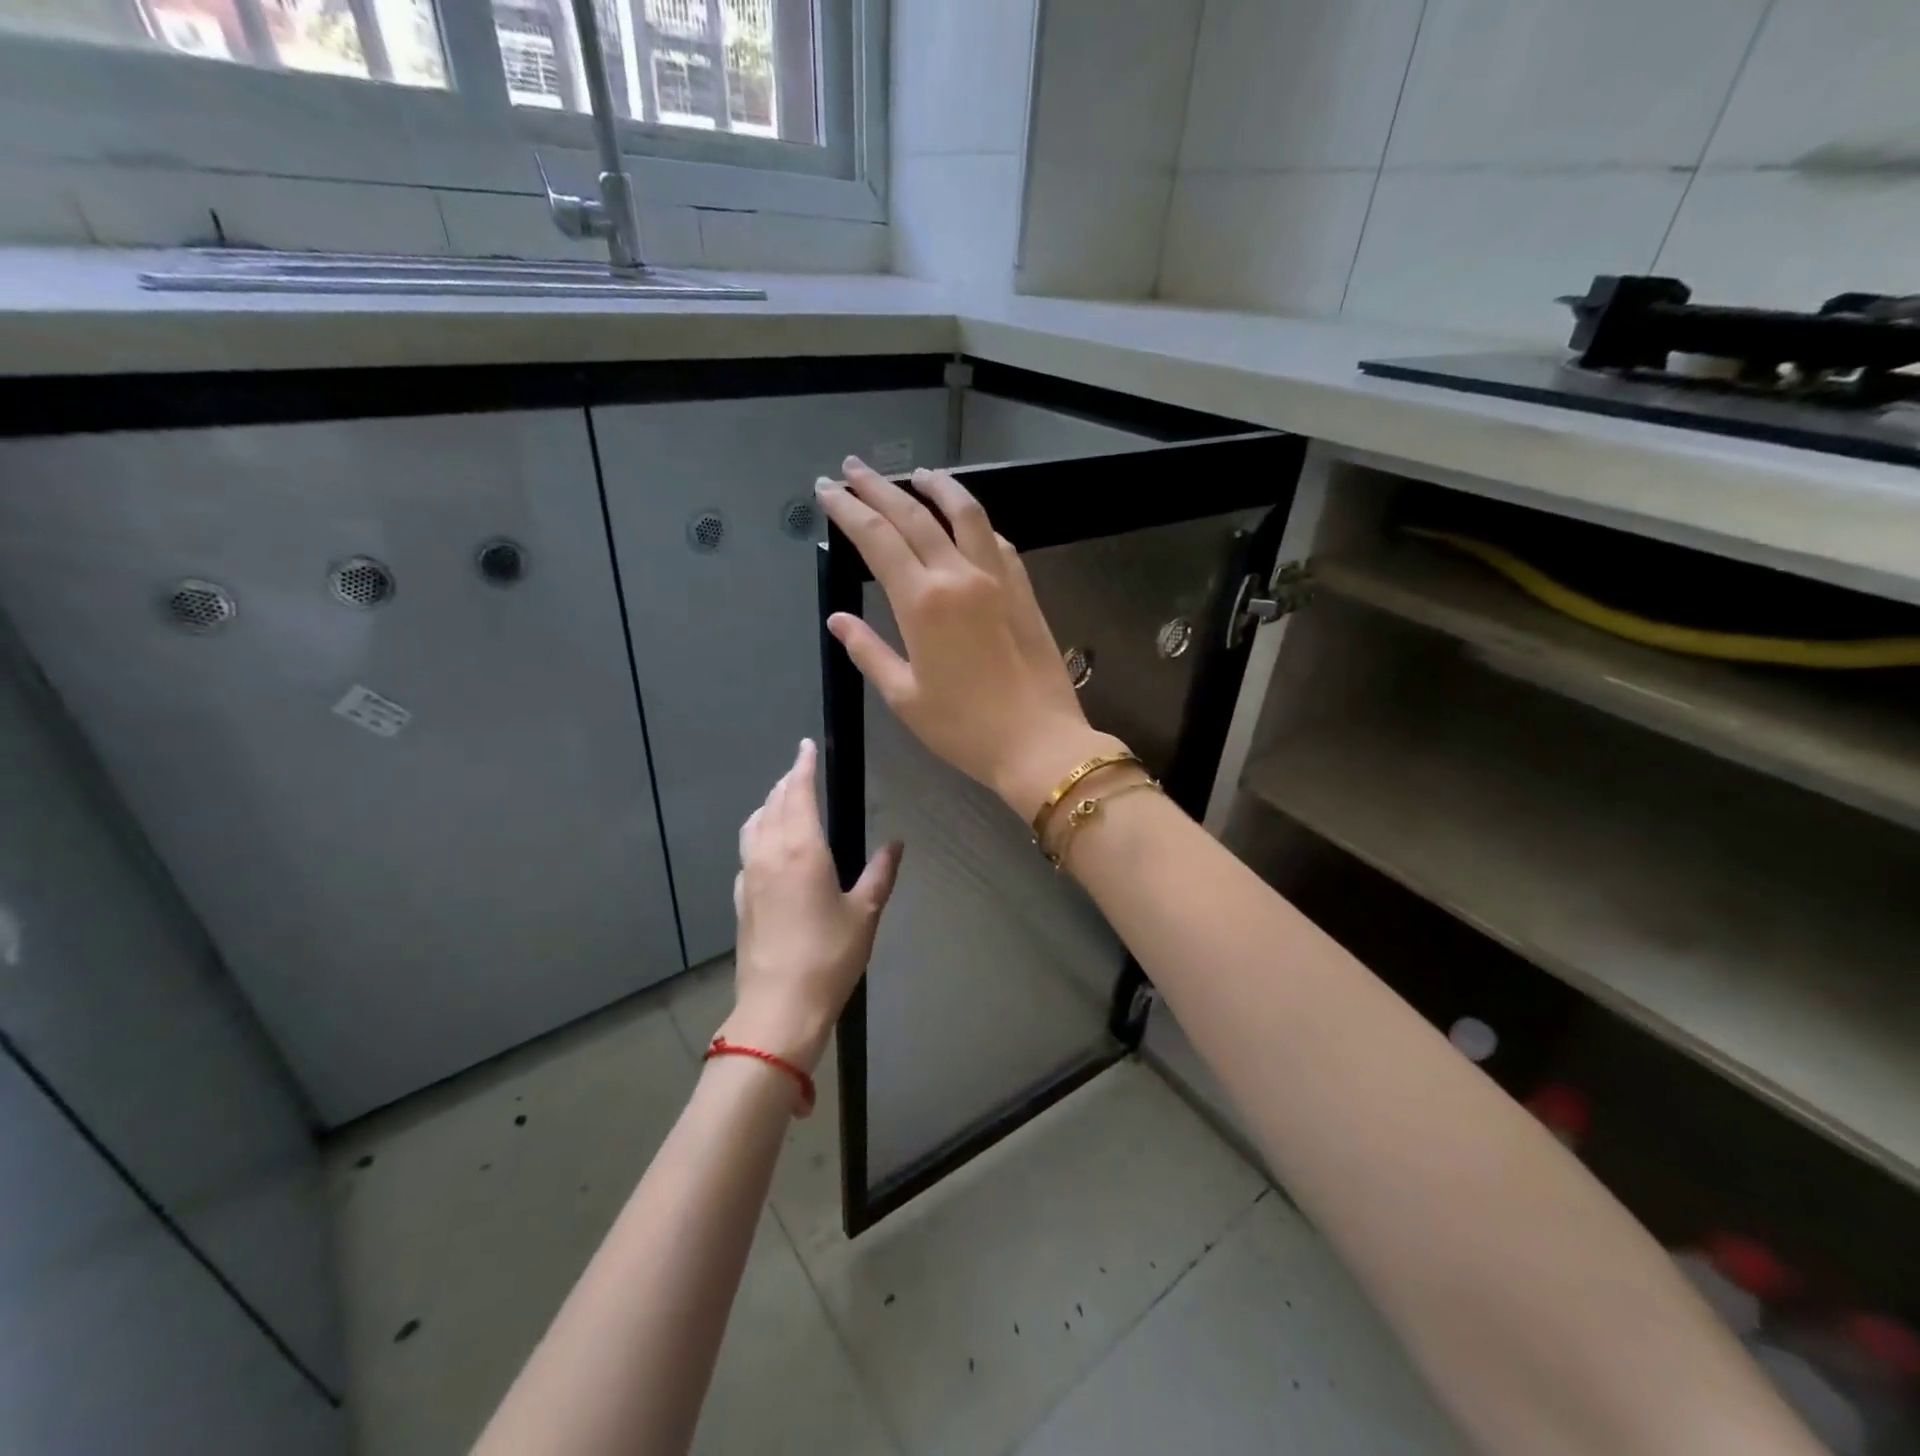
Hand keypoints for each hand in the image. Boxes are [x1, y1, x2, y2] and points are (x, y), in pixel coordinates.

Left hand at [720, 738, 901, 1073]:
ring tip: (782, 799)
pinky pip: (747, 851)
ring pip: (754, 825)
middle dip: (787, 782)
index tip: (806, 746)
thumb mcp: (865, 913)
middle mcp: (770, 854)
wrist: (779, 1006)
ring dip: (768, 805)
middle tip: (800, 769)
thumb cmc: (829, 956)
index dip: (803, 767)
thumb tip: (896, 844)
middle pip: (774, 804)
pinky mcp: (740, 899)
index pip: (799, 793)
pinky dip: (758, 834)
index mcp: (802, 850)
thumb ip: (880, 874)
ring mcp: (749, 876)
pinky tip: (768, 847)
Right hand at [816, 456, 1123, 818]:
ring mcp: (997, 579)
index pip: (876, 539)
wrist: (1038, 743)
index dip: (847, 509)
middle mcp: (958, 576)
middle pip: (913, 516)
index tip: (827, 490)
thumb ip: (868, 651)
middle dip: (878, 488)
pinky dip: (975, 521)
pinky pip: (996, 541)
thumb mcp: (904, 697)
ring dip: (938, 486)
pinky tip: (967, 519)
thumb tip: (839, 621)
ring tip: (918, 473)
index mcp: (921, 603)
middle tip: (853, 469)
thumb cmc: (964, 729)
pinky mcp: (1023, 590)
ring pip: (965, 513)